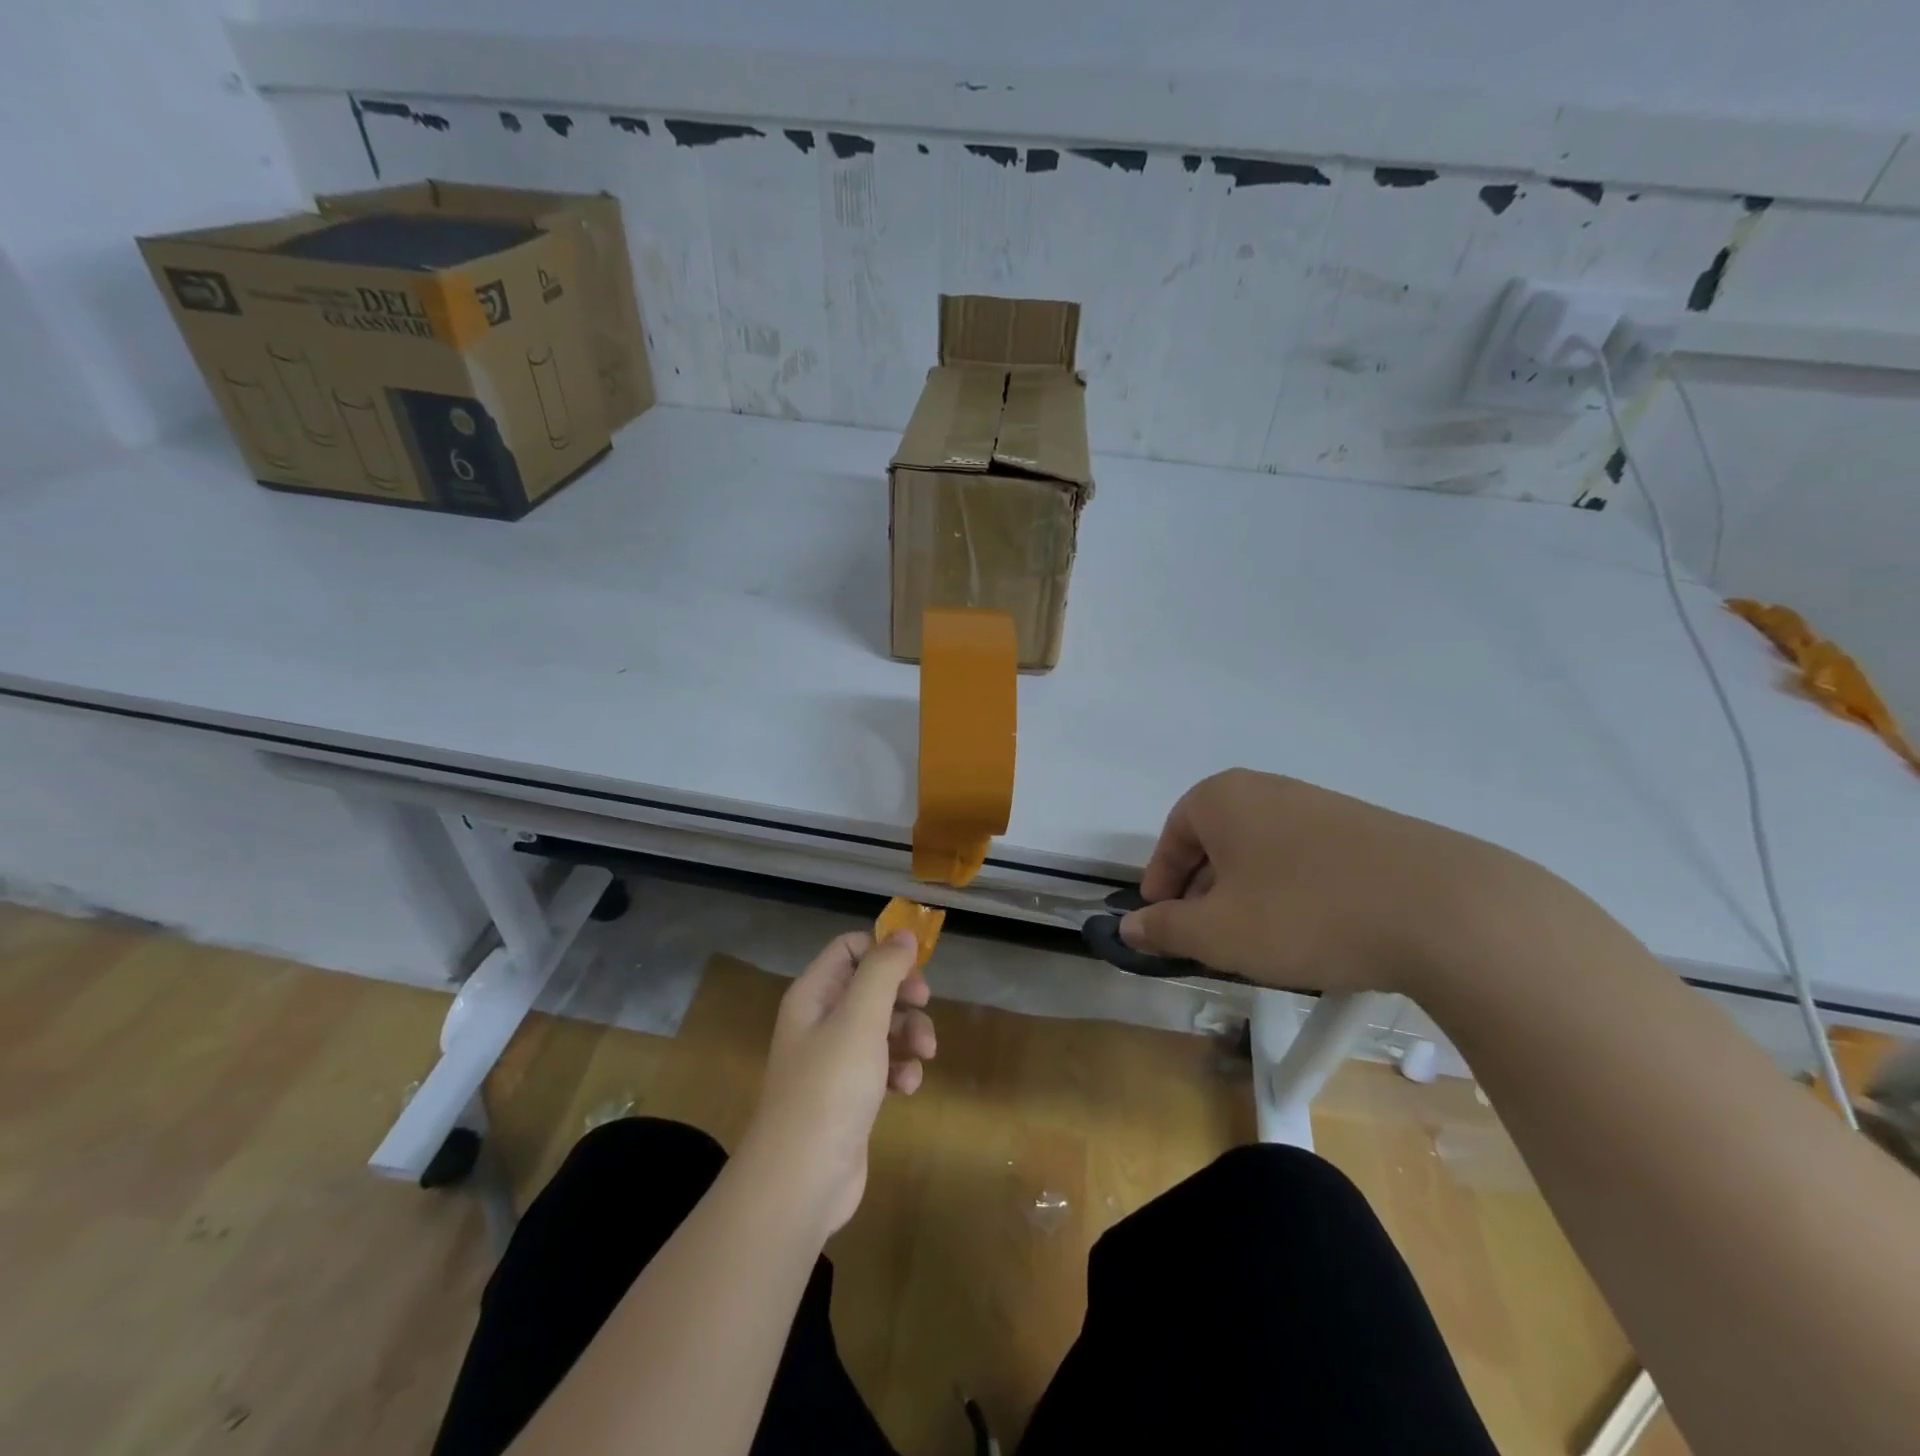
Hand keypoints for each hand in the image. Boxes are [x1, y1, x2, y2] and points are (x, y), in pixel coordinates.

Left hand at [738, 931, 936, 1236]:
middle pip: (870, 986)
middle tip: (925, 1004)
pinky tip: (908, 1087)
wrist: (802, 1179)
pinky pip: (882, 1064)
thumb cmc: (830, 1087)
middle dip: (903, 994)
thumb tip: (904, 934)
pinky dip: (900, 1069)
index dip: (883, 950)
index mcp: (813, 994)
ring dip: (909, 1033)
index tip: (916, 966)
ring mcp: (834, 1059)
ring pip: (882, 1026)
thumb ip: (883, 970)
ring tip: (924, 1054)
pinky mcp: (849, 1094)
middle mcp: (820, 1020)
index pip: (849, 948)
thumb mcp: (861, 1018)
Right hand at [1119, 769, 1553, 995]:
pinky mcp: (1367, 830)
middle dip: (1204, 891)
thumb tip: (1130, 926)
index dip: (1161, 882)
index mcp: (1224, 798)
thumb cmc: (1305, 914)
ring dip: (1248, 894)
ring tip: (1260, 942)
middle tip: (1207, 938)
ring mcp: (1321, 806)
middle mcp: (1268, 789)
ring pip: (1262, 852)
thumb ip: (1165, 928)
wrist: (1446, 911)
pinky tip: (1313, 931)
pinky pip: (1305, 859)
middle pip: (1216, 842)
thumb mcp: (1219, 933)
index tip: (1162, 922)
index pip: (1172, 836)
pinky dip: (1292, 892)